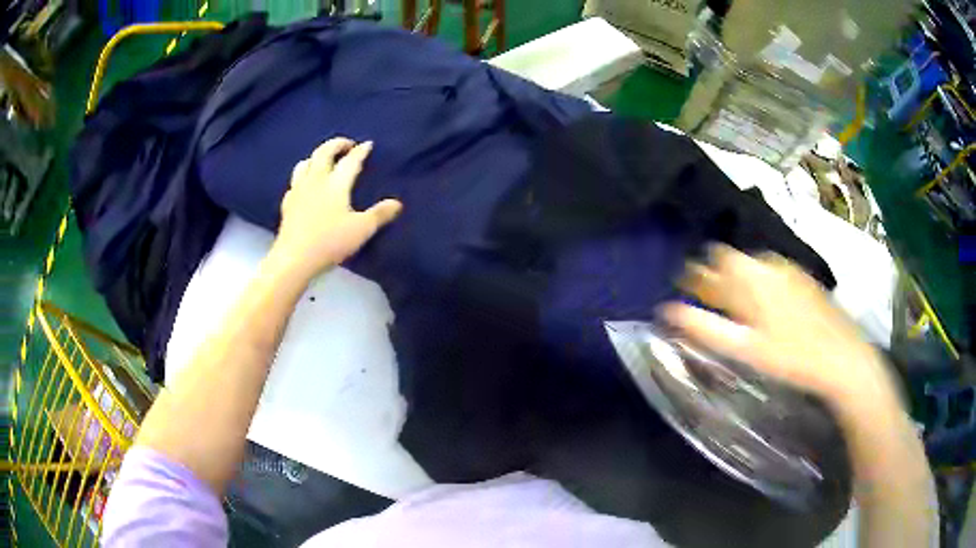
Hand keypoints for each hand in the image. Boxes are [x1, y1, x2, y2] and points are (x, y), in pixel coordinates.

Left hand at [271, 138, 401, 277]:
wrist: (294, 258)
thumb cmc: (330, 242)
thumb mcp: (361, 230)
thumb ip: (380, 214)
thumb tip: (397, 203)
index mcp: (336, 183)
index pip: (351, 161)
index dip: (361, 151)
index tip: (368, 144)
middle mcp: (316, 180)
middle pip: (324, 152)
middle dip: (336, 144)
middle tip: (347, 145)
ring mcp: (298, 190)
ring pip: (305, 163)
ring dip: (316, 157)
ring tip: (324, 161)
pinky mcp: (287, 203)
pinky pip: (295, 181)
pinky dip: (303, 176)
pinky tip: (305, 185)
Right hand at [660, 244, 899, 413]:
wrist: (842, 356)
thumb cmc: (791, 357)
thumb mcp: (746, 348)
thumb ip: (706, 327)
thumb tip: (667, 311)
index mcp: (751, 278)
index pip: (710, 265)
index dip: (691, 275)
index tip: (680, 289)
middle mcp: (768, 265)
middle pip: (731, 259)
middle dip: (714, 273)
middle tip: (706, 299)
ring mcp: (788, 269)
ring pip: (751, 263)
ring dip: (736, 277)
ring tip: (732, 303)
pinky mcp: (802, 278)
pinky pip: (770, 270)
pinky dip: (757, 281)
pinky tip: (763, 304)